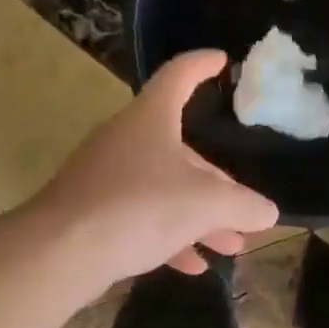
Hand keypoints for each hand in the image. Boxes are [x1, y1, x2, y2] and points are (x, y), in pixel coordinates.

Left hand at [34, 49, 279, 284]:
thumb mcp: (206, 205)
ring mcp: (106, 178)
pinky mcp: (94, 214)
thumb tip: (267, 212)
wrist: (61, 251)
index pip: (179, 76)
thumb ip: (243, 206)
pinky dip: (170, 238)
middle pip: (181, 151)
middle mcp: (126, 141)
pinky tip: (193, 266)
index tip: (222, 62)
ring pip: (164, 191)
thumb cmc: (140, 208)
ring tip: (231, 246)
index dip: (202, 66)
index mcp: (151, 119)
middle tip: (243, 211)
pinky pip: (142, 219)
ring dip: (200, 218)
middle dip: (217, 184)